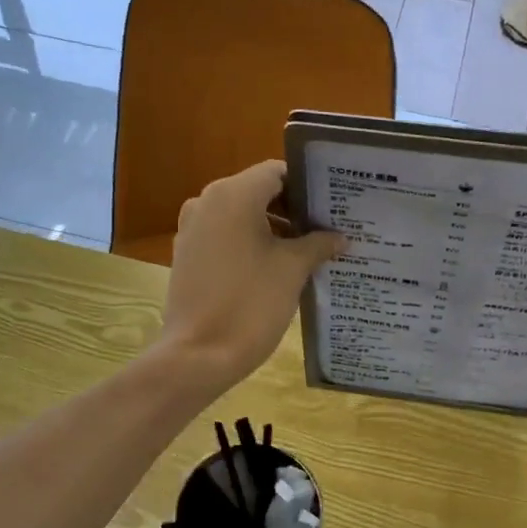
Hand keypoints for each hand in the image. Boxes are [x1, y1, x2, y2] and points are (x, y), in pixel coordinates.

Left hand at [158, 161, 343, 391]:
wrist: (199, 355)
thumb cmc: (250, 303)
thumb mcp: (292, 270)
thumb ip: (318, 244)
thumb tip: (339, 237)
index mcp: (233, 195)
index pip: (277, 172)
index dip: (307, 186)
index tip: (333, 205)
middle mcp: (207, 201)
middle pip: (258, 191)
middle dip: (293, 208)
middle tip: (327, 227)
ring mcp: (193, 228)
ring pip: (241, 215)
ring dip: (273, 227)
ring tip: (308, 249)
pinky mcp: (187, 254)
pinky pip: (225, 236)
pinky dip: (250, 243)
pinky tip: (276, 267)